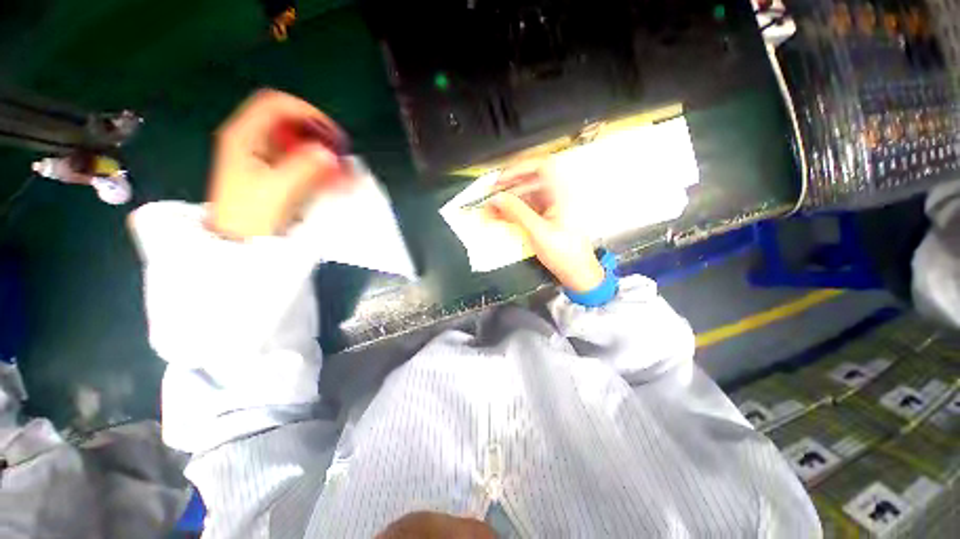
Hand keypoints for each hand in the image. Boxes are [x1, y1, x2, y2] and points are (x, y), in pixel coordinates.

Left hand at [206, 89, 344, 239]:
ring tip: (341, 170)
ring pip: (297, 143)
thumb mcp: (278, 189)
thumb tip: (329, 153)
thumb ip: (305, 167)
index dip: (306, 112)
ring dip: (321, 153)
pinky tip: (332, 178)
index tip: (330, 133)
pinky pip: (299, 160)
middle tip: (339, 154)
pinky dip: (317, 165)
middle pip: (290, 123)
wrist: (238, 241)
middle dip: (318, 136)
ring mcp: (261, 157)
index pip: (277, 104)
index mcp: (244, 136)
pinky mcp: (272, 172)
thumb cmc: (251, 214)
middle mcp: (252, 141)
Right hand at [488, 161, 604, 292]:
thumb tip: (497, 198)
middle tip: (490, 198)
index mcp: (562, 194)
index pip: (541, 167)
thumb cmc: (565, 254)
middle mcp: (557, 197)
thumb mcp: (538, 232)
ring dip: (508, 202)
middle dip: (508, 189)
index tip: (501, 180)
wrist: (577, 273)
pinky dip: (513, 212)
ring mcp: (551, 208)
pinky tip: (500, 218)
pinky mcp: (546, 219)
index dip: (519, 169)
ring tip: (491, 211)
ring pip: (526, 197)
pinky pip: (527, 209)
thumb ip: (517, 212)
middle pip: (529, 183)